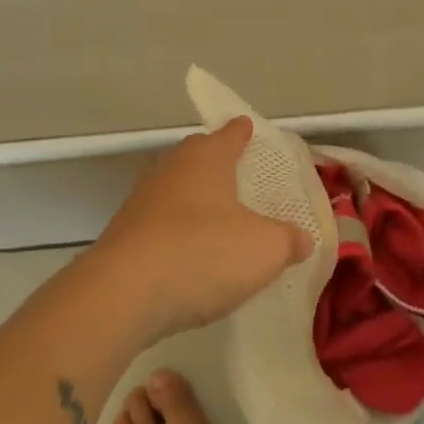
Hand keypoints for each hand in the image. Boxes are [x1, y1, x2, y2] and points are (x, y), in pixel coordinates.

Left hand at [87, 118, 308, 341]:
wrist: (122, 295)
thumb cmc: (202, 254)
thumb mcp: (265, 249)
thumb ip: (289, 240)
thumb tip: (302, 239)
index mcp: (206, 159)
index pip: (230, 134)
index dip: (242, 132)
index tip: (248, 128)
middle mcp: (171, 169)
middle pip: (197, 156)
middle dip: (216, 161)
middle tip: (239, 172)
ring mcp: (142, 202)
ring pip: (176, 189)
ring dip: (196, 199)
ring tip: (219, 217)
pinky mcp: (124, 236)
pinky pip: (161, 223)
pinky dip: (178, 231)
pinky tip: (191, 254)